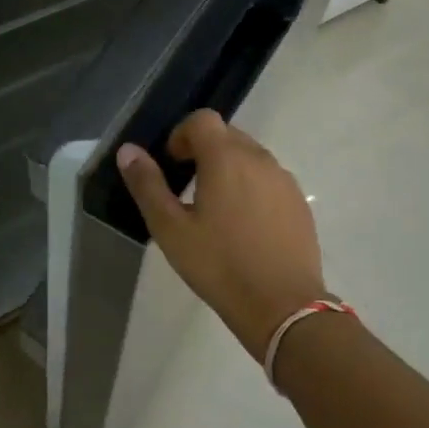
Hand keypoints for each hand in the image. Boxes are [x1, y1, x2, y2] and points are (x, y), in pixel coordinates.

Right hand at [117, 110, 327, 357]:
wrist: (284, 307)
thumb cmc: (220, 265)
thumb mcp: (171, 229)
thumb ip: (147, 185)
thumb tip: (128, 150)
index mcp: (225, 157)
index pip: (202, 120)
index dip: (182, 134)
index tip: (174, 165)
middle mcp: (259, 158)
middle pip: (227, 134)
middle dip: (205, 150)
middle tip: (189, 188)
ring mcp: (284, 180)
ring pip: (250, 156)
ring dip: (230, 168)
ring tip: (217, 209)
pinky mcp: (299, 203)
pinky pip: (270, 179)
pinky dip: (252, 188)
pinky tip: (245, 226)